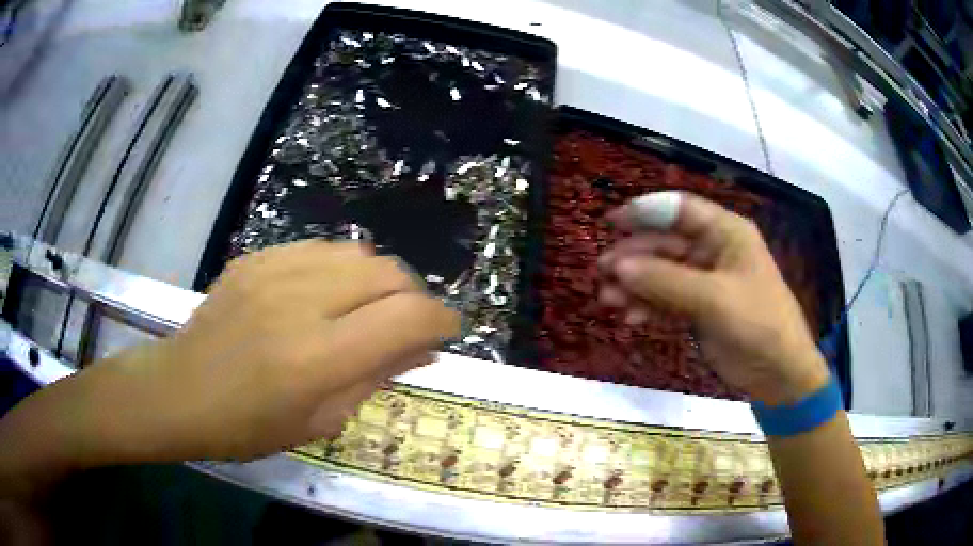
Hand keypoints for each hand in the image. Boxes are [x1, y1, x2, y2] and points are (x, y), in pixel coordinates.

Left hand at [0, 241, 458, 492]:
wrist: (180, 391)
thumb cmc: (249, 426)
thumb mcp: (320, 421)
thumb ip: (376, 378)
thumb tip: (422, 348)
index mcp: (317, 357)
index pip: (408, 316)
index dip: (440, 320)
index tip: (444, 332)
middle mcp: (301, 302)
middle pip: (390, 272)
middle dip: (412, 297)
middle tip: (404, 325)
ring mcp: (274, 270)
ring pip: (358, 253)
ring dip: (377, 281)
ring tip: (365, 309)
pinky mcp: (256, 257)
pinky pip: (320, 249)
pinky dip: (340, 270)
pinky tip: (325, 295)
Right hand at [597, 192, 828, 404]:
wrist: (778, 372)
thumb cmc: (758, 323)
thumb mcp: (715, 299)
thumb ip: (666, 281)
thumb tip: (619, 267)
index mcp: (725, 233)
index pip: (680, 210)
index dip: (645, 212)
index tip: (611, 223)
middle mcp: (713, 251)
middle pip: (665, 244)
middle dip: (634, 257)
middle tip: (602, 272)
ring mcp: (705, 282)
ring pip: (661, 274)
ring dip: (635, 285)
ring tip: (608, 300)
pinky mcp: (698, 310)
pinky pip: (666, 300)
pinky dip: (647, 307)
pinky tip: (631, 318)